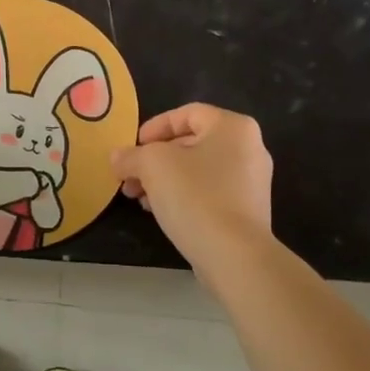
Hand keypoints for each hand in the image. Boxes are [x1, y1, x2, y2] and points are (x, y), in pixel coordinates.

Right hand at [111, 104, 274, 288]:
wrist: (235, 257)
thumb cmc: (196, 196)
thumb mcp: (153, 166)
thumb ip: (131, 156)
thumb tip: (117, 157)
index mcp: (233, 127)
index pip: (186, 113)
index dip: (154, 127)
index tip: (132, 148)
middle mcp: (249, 148)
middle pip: (190, 143)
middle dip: (153, 159)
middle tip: (129, 177)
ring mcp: (252, 182)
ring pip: (197, 170)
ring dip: (164, 180)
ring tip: (140, 199)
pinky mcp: (248, 211)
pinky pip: (209, 192)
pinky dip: (184, 196)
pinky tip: (161, 212)